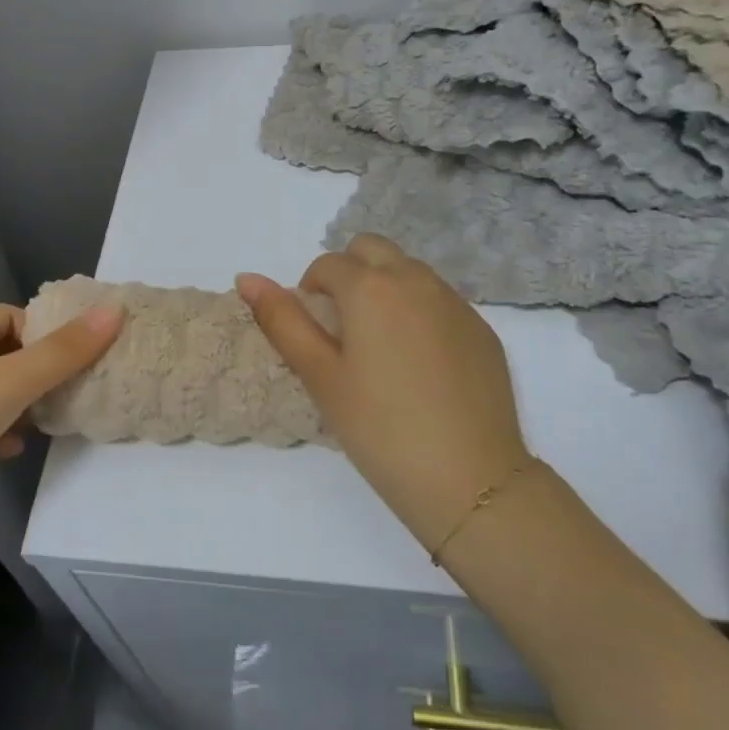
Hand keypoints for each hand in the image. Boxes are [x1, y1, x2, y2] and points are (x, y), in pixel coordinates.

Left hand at [0, 301, 123, 479]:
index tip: (77, 358)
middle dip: (35, 371)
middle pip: (0, 352)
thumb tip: (115, 311)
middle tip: (69, 392)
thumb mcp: (9, 383)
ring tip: (44, 423)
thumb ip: (63, 353)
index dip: (46, 331)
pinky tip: (6, 452)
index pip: (12, 315)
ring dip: (16, 404)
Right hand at [237, 235, 529, 553]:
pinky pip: (440, 299)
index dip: (311, 291)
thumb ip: (282, 320)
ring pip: (409, 270)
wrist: (471, 480)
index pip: (327, 263)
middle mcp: (415, 280)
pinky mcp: (482, 328)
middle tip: (344, 327)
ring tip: (382, 346)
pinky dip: (420, 311)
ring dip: (386, 287)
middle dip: (350, 272)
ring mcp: (455, 302)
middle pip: (371, 249)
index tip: (315, 334)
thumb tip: (246, 277)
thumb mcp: (320, 376)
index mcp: (370, 287)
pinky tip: (421, 365)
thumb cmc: (380, 429)